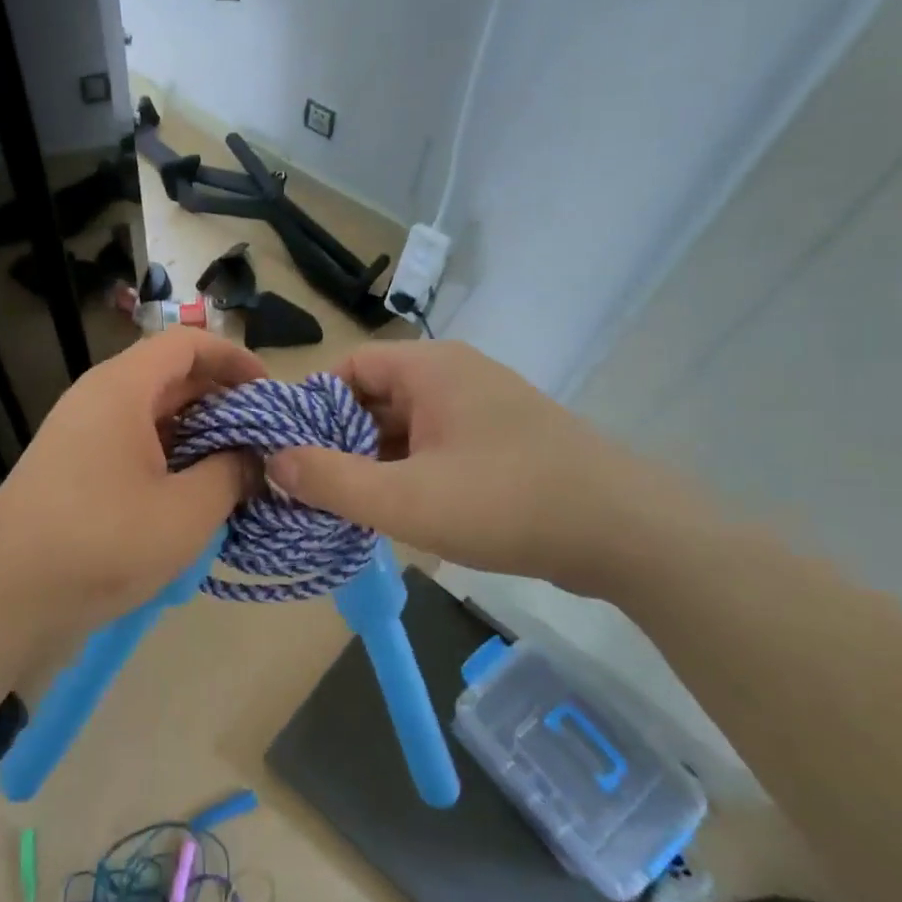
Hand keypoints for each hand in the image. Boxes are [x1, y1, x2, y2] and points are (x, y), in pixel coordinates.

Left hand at [0, 331, 264, 652]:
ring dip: (197, 432)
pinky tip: (196, 493)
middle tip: (263, 434)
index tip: (268, 392)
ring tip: (238, 465)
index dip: (233, 358)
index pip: (186, 344)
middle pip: (169, 376)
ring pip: (152, 414)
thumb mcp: (185, 511)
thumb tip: (255, 458)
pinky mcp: (75, 469)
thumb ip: (231, 474)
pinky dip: (170, 457)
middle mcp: (98, 399)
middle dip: (221, 399)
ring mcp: (82, 435)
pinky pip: (133, 445)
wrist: (5, 598)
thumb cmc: (102, 542)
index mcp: (122, 389)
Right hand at [266, 341, 696, 595]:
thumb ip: (332, 481)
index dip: (311, 406)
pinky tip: (398, 508)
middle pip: (374, 395)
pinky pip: (436, 443)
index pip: (348, 367)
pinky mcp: (502, 438)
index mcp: (430, 368)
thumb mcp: (406, 500)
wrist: (627, 534)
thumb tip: (274, 461)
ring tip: (347, 504)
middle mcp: (454, 374)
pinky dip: (410, 469)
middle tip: (312, 486)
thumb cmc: (507, 504)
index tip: (288, 451)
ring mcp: (482, 406)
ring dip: (375, 459)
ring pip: (406, 423)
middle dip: (340, 439)